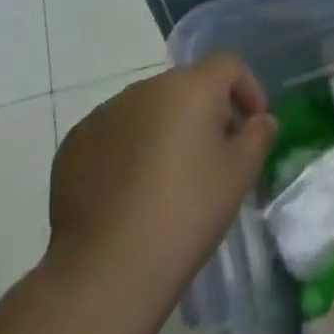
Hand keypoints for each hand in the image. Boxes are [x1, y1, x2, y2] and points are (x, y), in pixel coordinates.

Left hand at [47, 55, 274, 298]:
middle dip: (206, 110)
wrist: (108, 268)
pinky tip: (133, 190)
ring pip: (148, 109)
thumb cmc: (187, 212)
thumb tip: (259, 120)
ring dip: (167, 128)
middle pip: (186, 86)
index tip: (252, 124)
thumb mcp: (240, 173)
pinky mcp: (74, 144)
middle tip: (216, 154)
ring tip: (171, 175)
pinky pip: (115, 133)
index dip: (247, 88)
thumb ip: (258, 135)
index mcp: (189, 88)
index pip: (227, 65)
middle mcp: (143, 89)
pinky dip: (131, 148)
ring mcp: (103, 115)